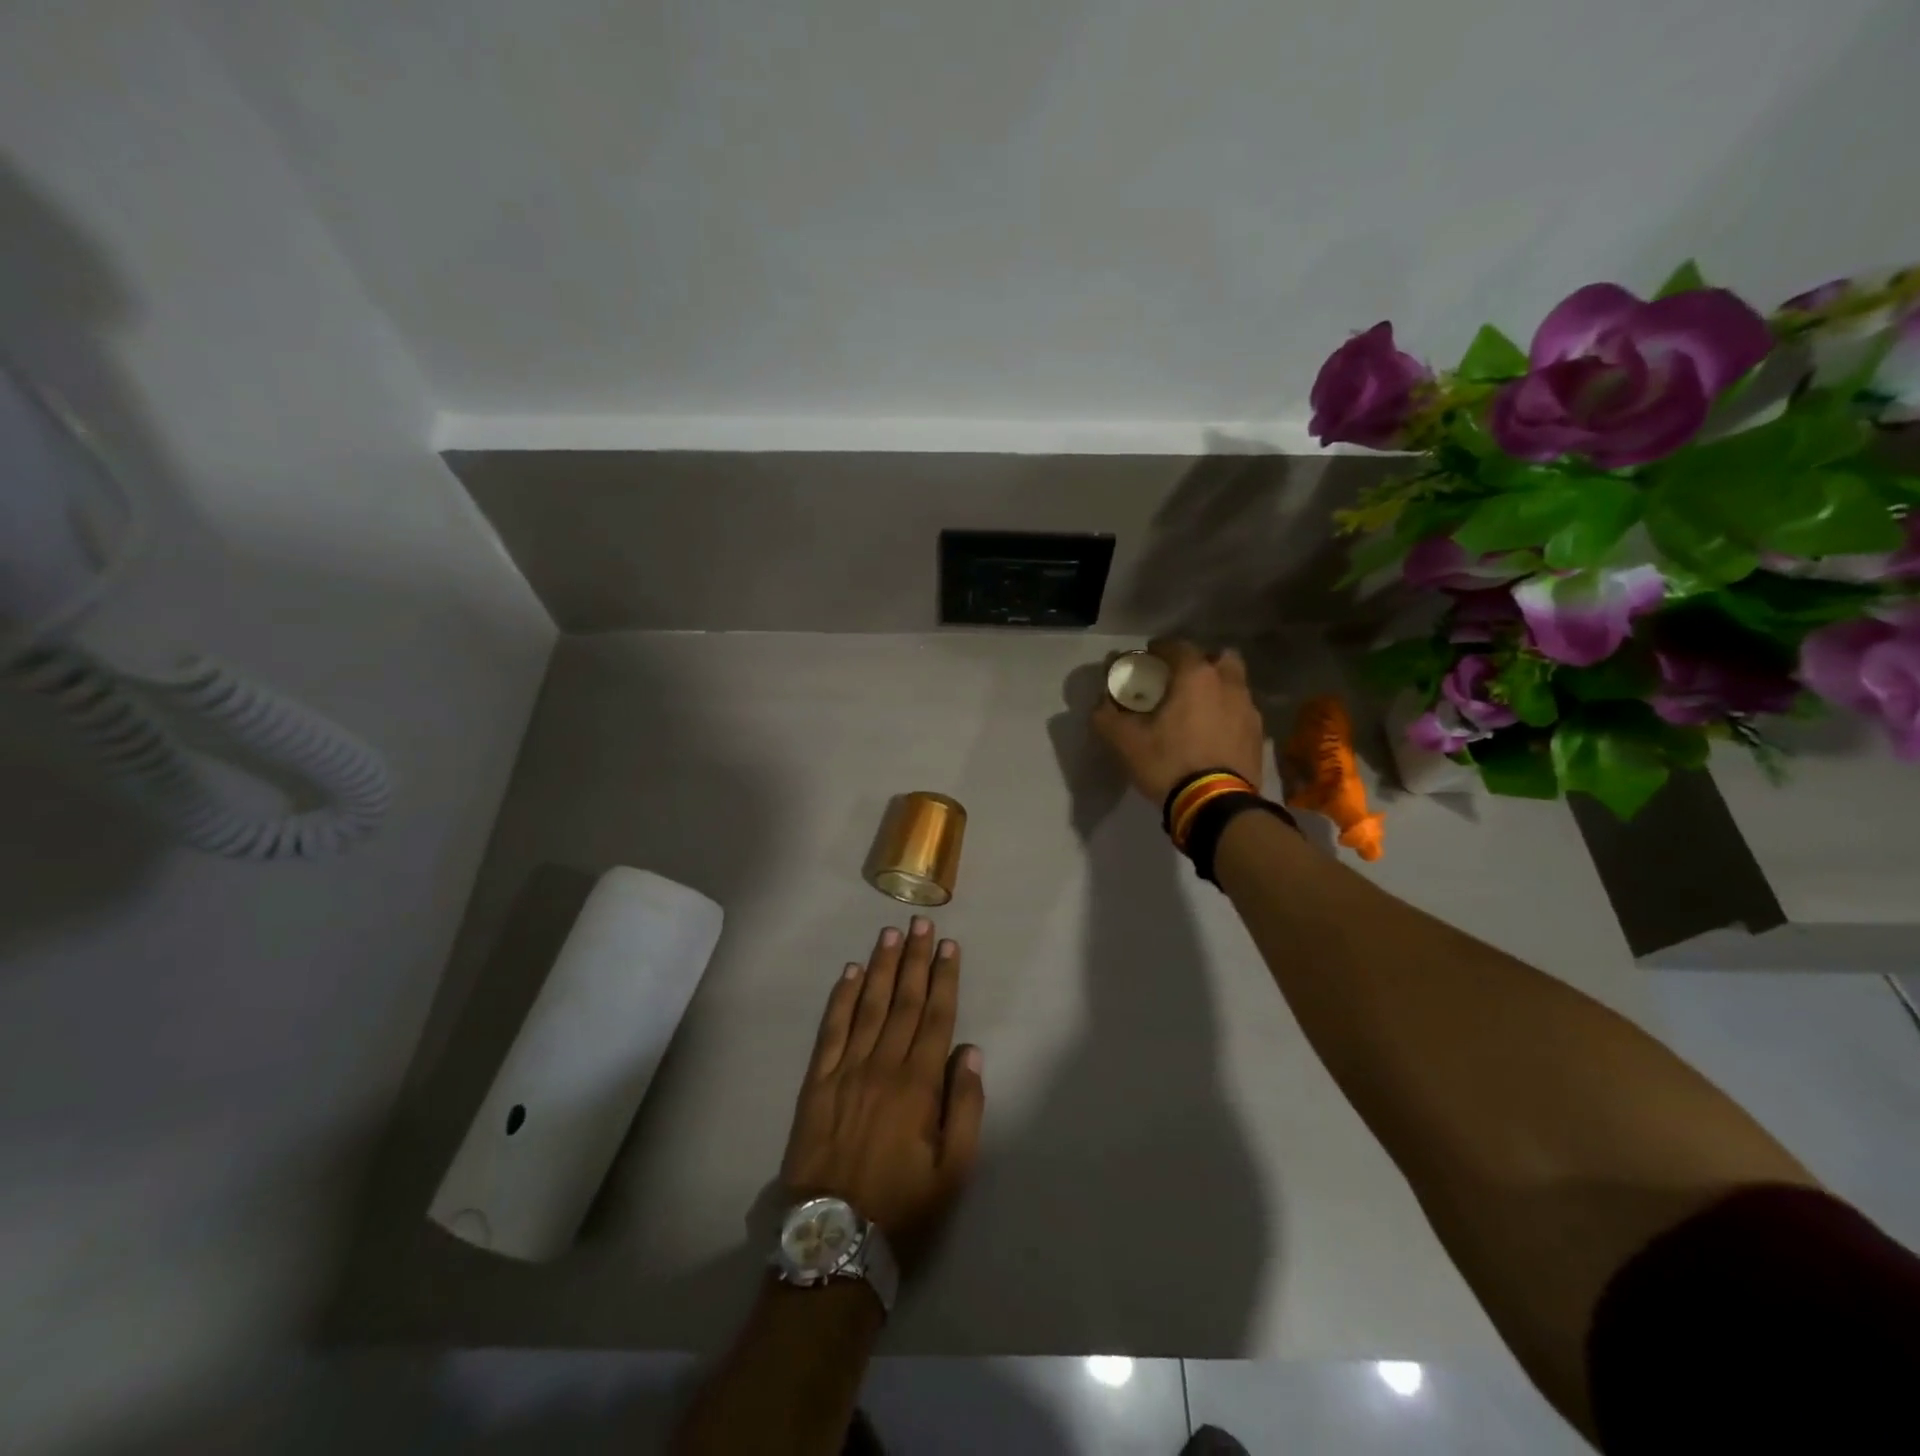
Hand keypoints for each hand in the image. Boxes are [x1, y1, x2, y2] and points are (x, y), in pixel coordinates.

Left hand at [780, 918, 984, 1269]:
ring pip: (869, 1005)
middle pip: (904, 1001)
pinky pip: (831, 1029)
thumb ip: (965, 1106)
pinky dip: (842, 998)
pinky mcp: (817, 1082)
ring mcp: (846, 1070)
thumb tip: (969, 1051)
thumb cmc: (903, 1207)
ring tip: (890, 934)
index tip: (949, 946)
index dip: (944, 978)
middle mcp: (883, 1065)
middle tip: (921, 923)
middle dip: (915, 959)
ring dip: (882, 967)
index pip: (936, 1016)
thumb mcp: (954, 1170)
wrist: (834, 1240)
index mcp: (918, 1084)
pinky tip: (851, 973)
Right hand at [1091, 639, 1266, 804]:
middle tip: (1181, 680)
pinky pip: (1241, 712)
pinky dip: (1228, 714)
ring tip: (1198, 710)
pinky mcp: (1258, 735)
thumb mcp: (1125, 741)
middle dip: (1201, 663)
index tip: (1148, 658)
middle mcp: (1228, 684)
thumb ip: (1107, 716)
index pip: (1178, 646)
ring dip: (1218, 688)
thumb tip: (1100, 703)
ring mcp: (1249, 710)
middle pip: (1219, 658)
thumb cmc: (1169, 763)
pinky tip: (1213, 735)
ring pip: (1235, 685)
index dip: (1160, 649)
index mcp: (1196, 677)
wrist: (1216, 805)